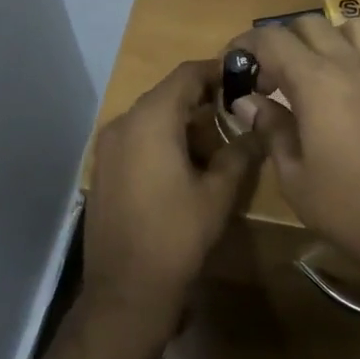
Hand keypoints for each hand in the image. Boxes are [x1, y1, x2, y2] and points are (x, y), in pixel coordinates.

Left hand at [85, 60, 255, 315]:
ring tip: (214, 143)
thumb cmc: (177, 235)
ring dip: (181, 122)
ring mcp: (106, 148)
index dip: (216, 71)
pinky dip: (161, 140)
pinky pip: (135, 139)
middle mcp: (122, 124)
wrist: (127, 287)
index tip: (244, 78)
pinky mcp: (102, 170)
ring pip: (150, 118)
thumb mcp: (218, 193)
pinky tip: (183, 164)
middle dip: (201, 99)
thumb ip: (239, 153)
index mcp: (150, 120)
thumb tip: (257, 131)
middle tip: (235, 113)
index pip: (186, 75)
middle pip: (166, 95)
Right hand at [226, 18, 359, 282]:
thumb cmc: (345, 206)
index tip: (231, 63)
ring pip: (356, 29)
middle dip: (282, 42)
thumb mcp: (293, 175)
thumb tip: (247, 102)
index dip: (246, 45)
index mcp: (316, 82)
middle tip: (268, 77)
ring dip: (329, 40)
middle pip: (311, 25)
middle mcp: (352, 67)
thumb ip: (270, 129)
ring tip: (315, 72)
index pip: (273, 41)